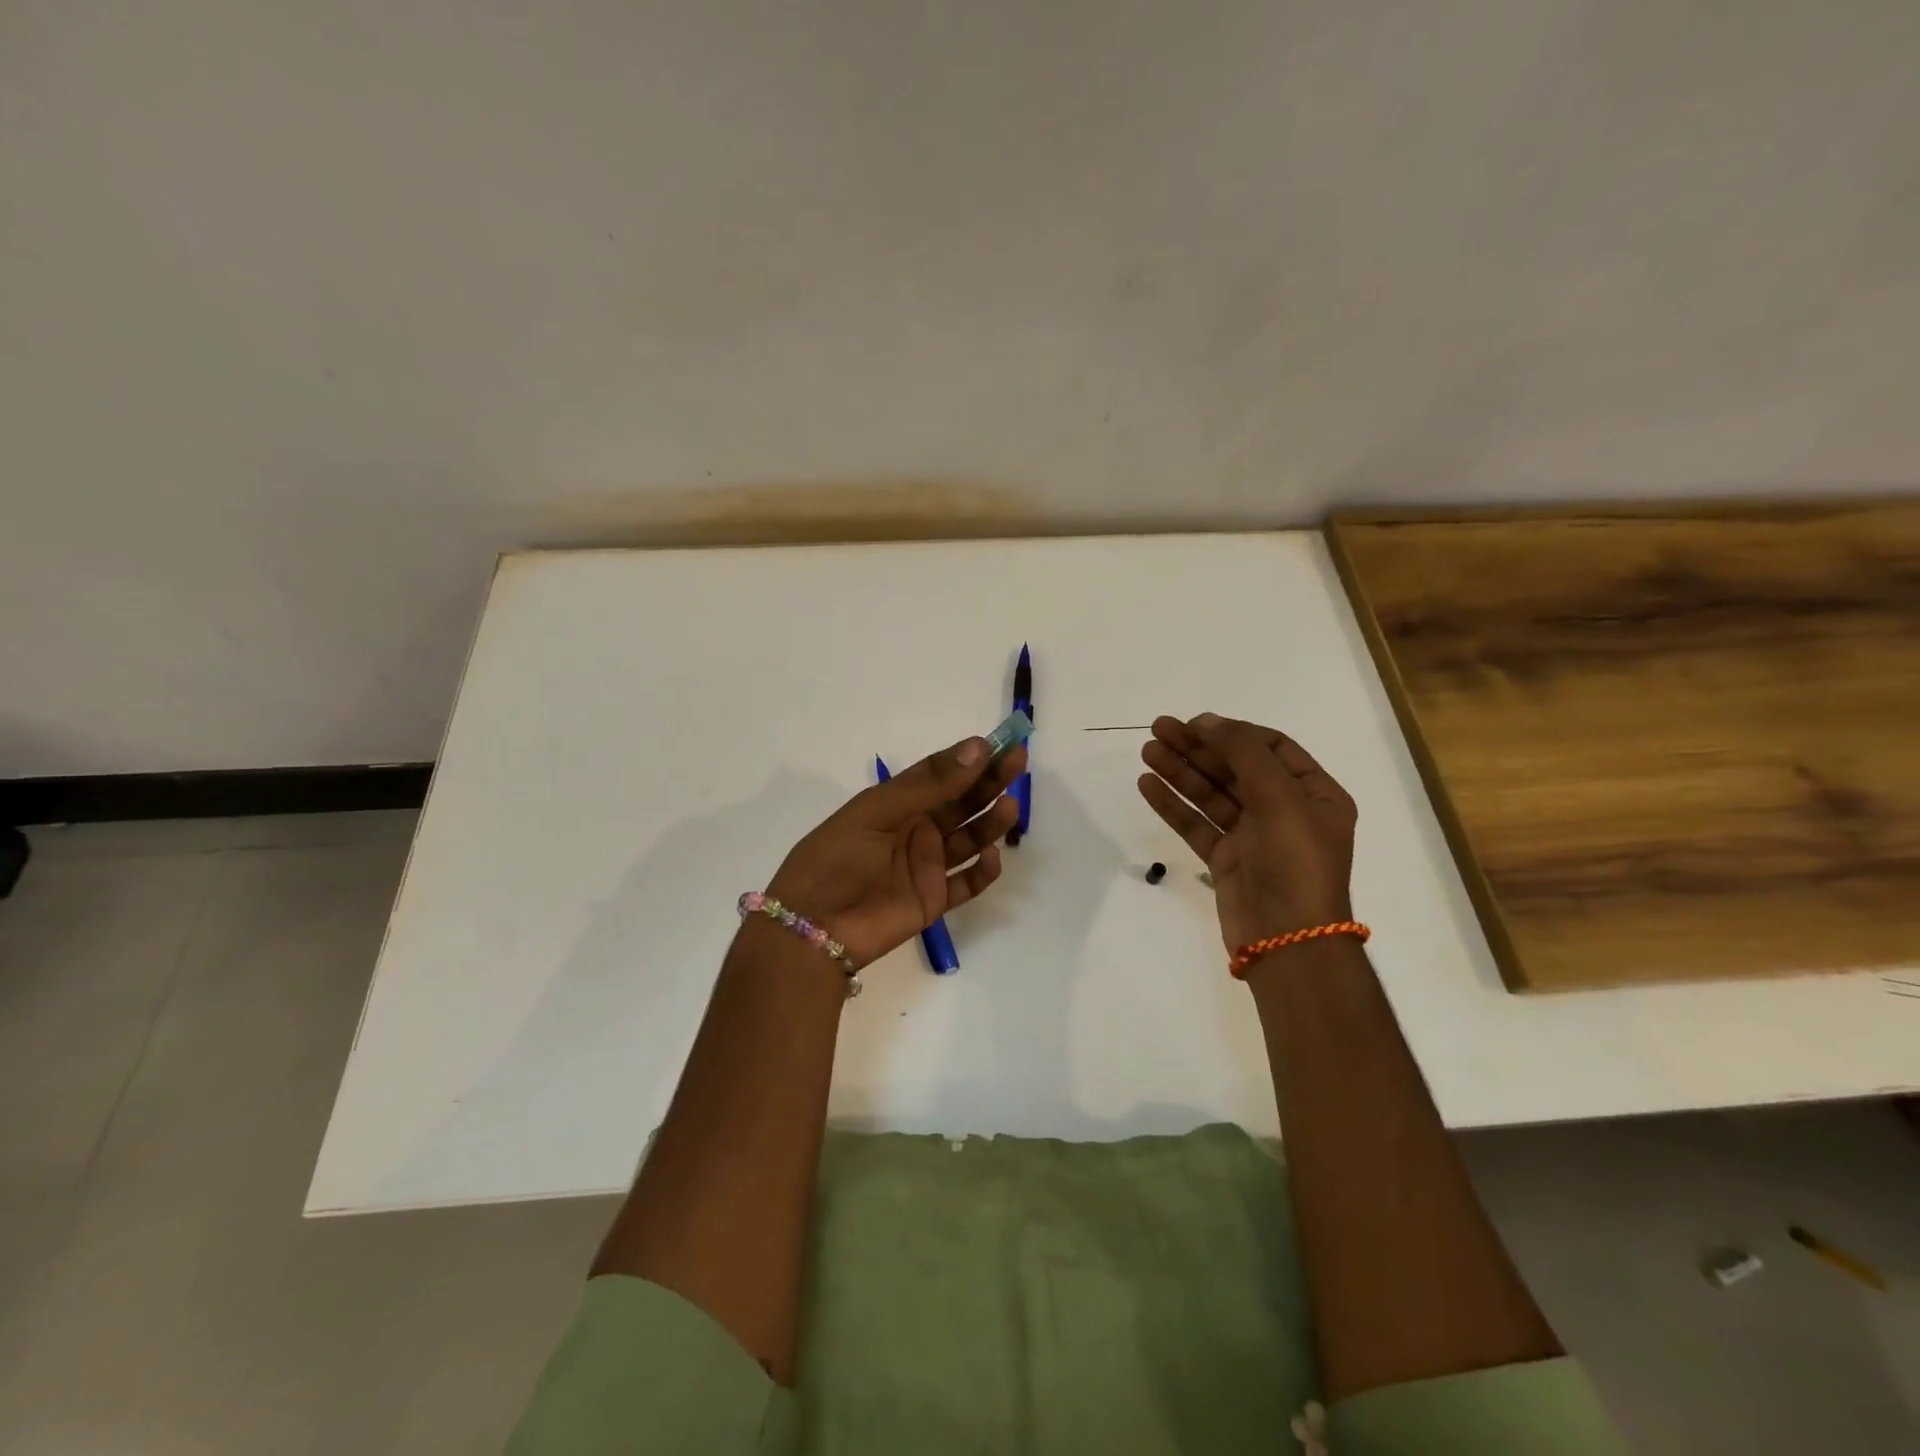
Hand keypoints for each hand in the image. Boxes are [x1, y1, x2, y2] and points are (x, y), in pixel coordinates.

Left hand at [764, 737, 1027, 967]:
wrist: (811, 926)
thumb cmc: (836, 858)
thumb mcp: (877, 811)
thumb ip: (929, 784)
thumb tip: (977, 747)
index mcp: (896, 803)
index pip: (941, 774)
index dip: (970, 759)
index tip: (1000, 744)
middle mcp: (915, 830)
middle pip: (961, 803)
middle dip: (989, 783)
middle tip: (1018, 763)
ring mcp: (925, 866)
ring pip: (968, 840)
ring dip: (989, 823)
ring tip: (1009, 807)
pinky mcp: (932, 900)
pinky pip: (966, 884)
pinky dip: (982, 872)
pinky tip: (991, 857)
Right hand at [1137, 713, 1356, 950]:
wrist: (1287, 939)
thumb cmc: (1295, 861)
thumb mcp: (1279, 796)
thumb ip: (1243, 753)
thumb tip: (1208, 721)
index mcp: (1313, 794)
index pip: (1271, 748)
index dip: (1233, 732)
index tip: (1195, 723)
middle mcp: (1285, 811)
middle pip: (1235, 768)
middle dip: (1198, 748)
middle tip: (1159, 730)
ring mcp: (1254, 837)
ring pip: (1212, 794)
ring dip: (1180, 772)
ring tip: (1147, 752)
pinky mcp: (1226, 860)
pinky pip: (1197, 824)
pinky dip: (1173, 805)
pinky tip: (1148, 785)